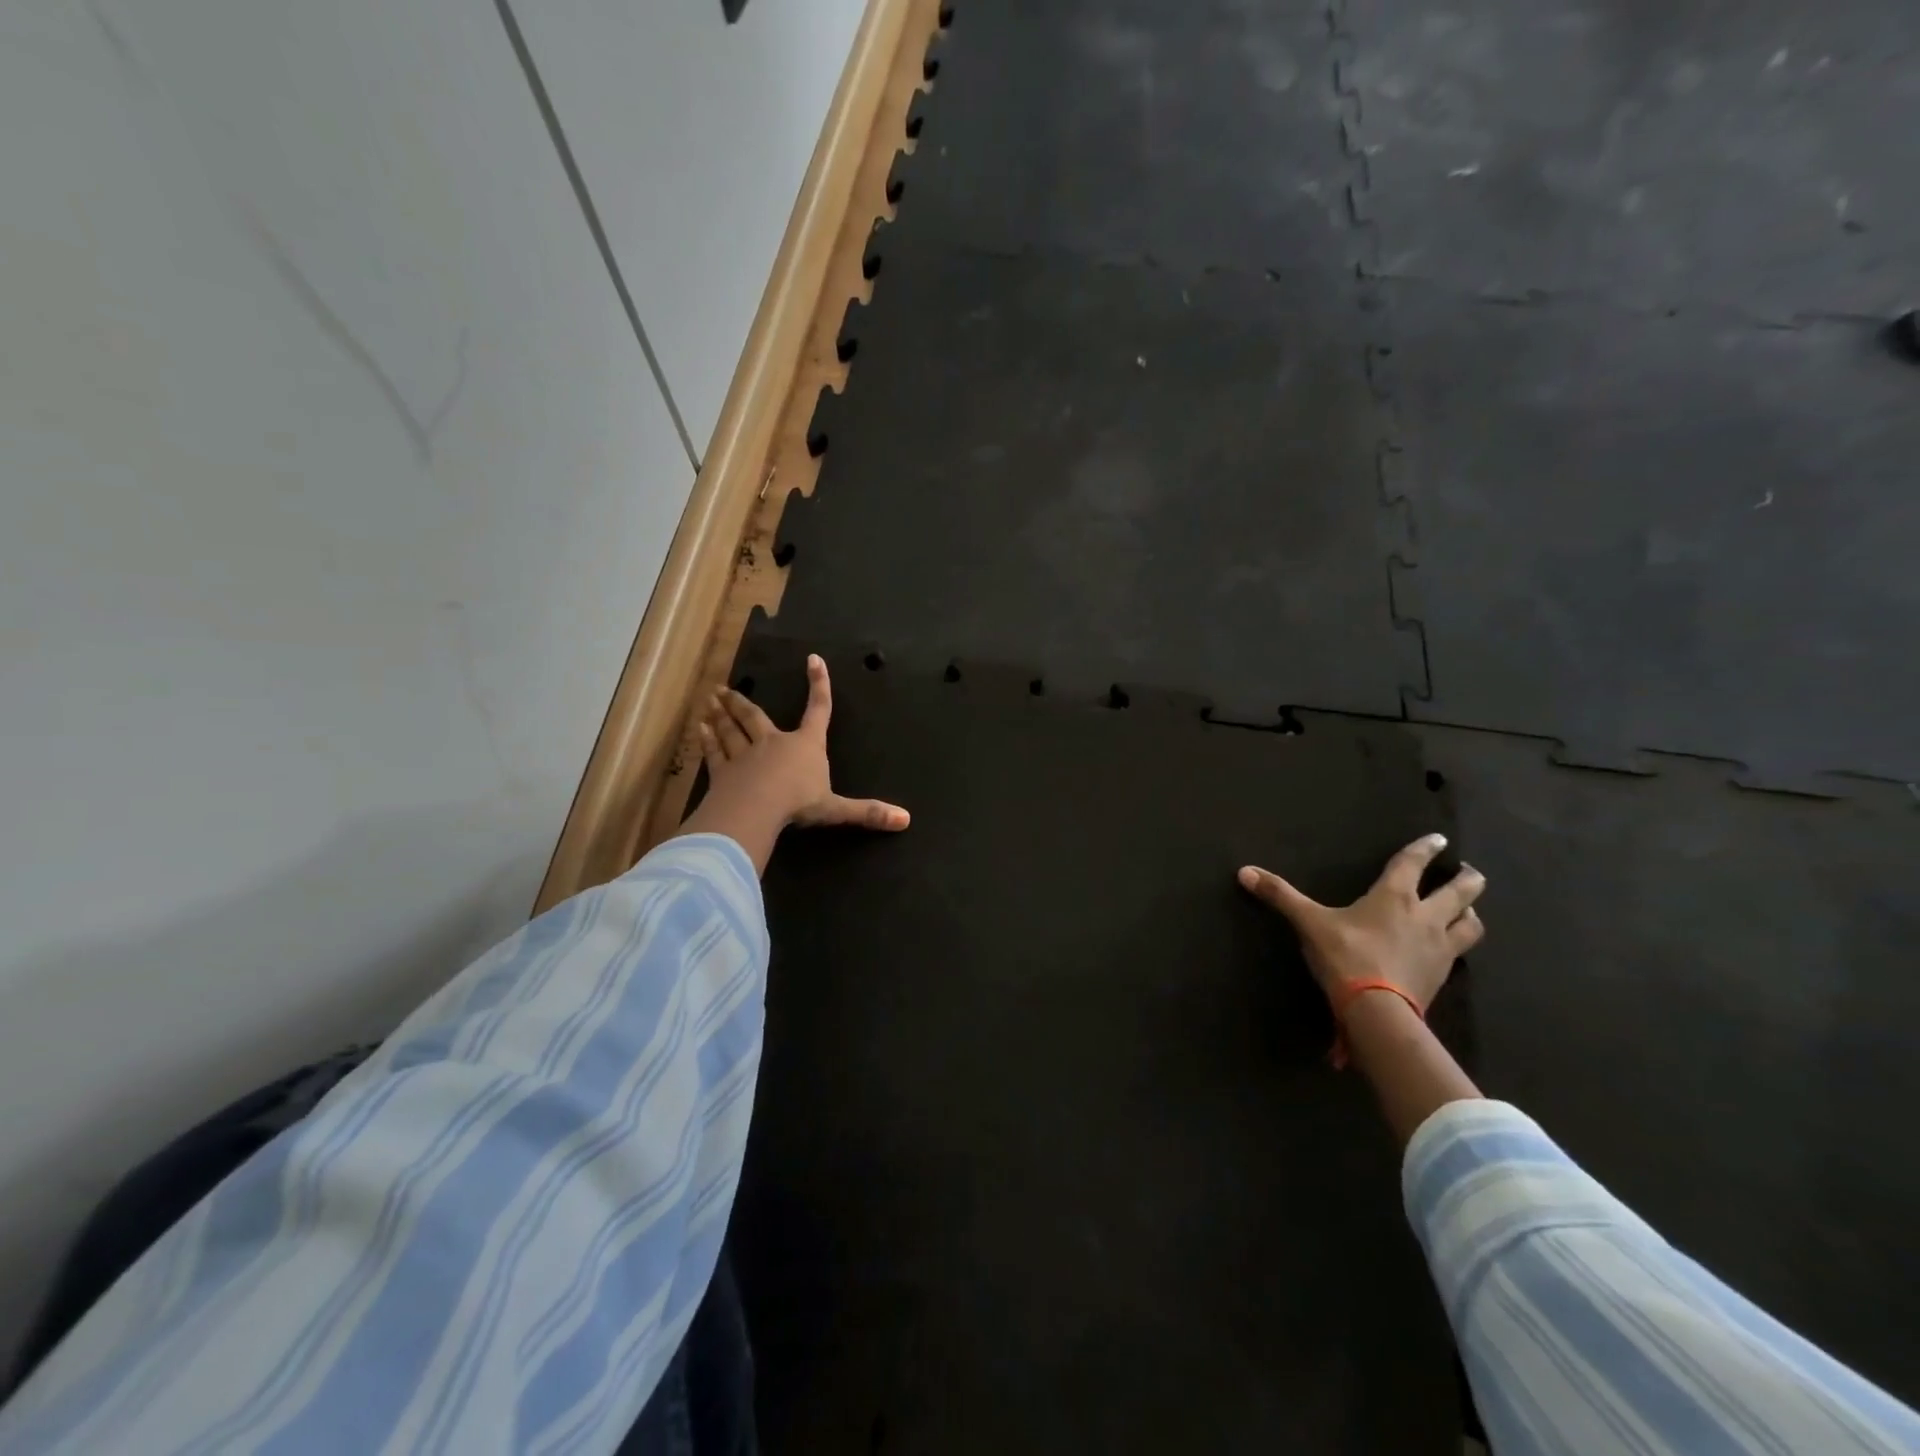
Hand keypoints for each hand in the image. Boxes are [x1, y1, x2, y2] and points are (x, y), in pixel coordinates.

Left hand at [697, 654, 908, 833]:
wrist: (757, 810)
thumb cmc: (799, 803)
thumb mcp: (837, 809)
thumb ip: (867, 813)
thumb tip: (906, 820)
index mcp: (806, 746)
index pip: (818, 710)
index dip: (819, 685)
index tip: (814, 660)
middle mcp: (774, 743)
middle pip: (756, 718)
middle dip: (741, 702)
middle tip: (723, 688)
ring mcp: (745, 756)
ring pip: (731, 731)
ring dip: (721, 716)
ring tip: (709, 700)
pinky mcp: (723, 772)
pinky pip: (715, 752)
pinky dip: (708, 741)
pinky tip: (699, 729)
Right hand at [1236, 834, 1483, 1009]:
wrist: (1377, 1011)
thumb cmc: (1345, 957)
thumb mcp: (1308, 923)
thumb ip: (1280, 896)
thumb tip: (1244, 872)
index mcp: (1395, 897)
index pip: (1413, 863)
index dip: (1425, 848)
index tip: (1439, 838)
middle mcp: (1425, 916)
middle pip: (1461, 891)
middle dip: (1468, 879)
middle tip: (1469, 872)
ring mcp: (1440, 947)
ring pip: (1471, 923)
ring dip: (1471, 912)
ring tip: (1467, 909)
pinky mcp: (1442, 975)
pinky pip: (1461, 953)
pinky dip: (1460, 944)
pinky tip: (1450, 948)